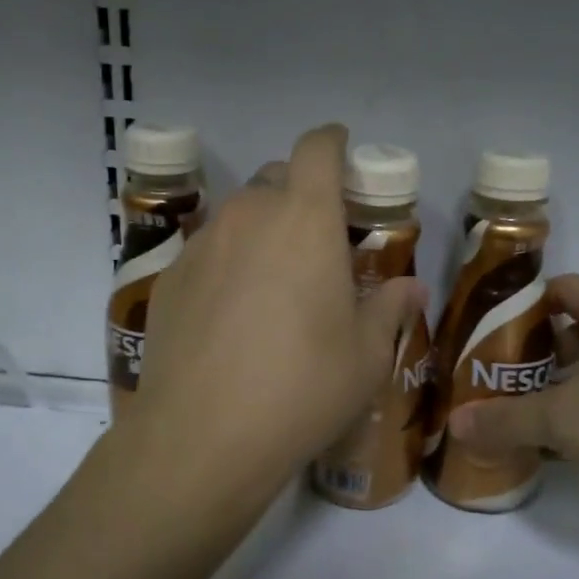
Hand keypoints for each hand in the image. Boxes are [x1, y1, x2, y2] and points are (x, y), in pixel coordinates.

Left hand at [118, 124, 425, 509]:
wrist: (203, 436)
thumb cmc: (303, 387)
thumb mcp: (365, 355)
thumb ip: (390, 309)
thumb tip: (411, 288)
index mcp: (304, 219)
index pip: (316, 148)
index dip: (331, 142)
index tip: (342, 153)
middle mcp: (248, 216)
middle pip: (275, 177)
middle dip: (299, 193)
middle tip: (317, 238)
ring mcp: (201, 245)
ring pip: (238, 215)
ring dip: (261, 229)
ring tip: (274, 280)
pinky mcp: (168, 279)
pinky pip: (206, 252)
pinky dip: (226, 263)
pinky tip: (231, 314)